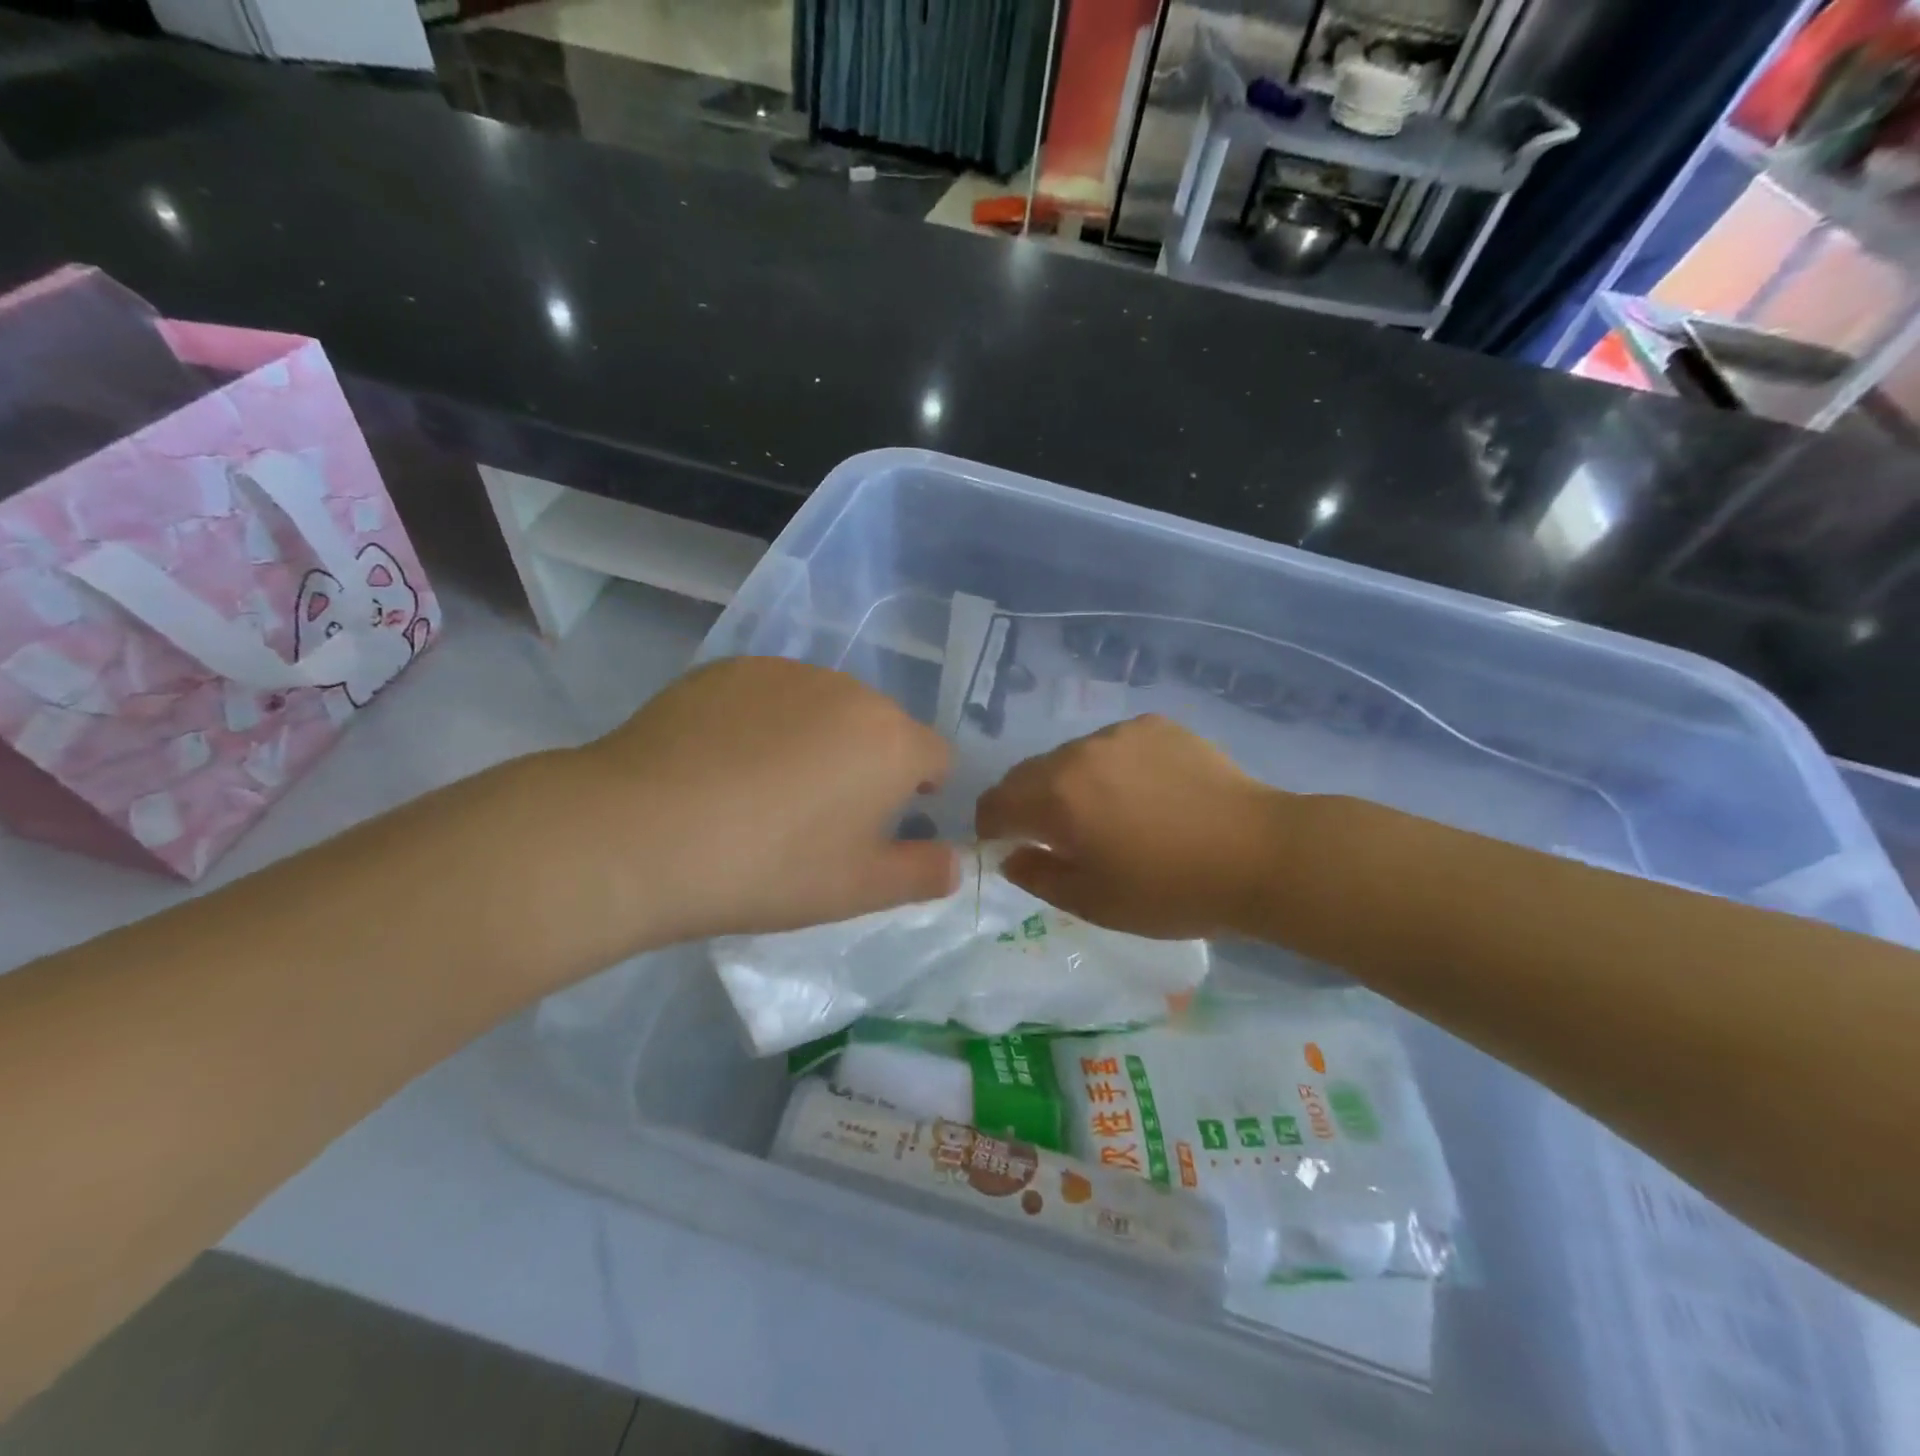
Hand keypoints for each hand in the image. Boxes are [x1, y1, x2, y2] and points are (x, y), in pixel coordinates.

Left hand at [569, 657, 956, 947]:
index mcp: (891, 741)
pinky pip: (768, 696)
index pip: (936, 756)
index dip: (923, 790)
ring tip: (764, 789)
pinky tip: (721, 764)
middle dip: (867, 763)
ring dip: (817, 738)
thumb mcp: (857, 889)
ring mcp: (784, 672)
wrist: (642, 833)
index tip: (889, 822)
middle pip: (879, 726)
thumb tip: (955, 862)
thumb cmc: (769, 868)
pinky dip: (763, 723)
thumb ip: (921, 874)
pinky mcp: (727, 669)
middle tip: (821, 816)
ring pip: (823, 707)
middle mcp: (848, 691)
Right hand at [975, 714, 1288, 939]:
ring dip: (1073, 783)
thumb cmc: (1171, 890)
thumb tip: (1011, 855)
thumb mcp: (1094, 902)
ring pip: (1072, 757)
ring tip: (1111, 814)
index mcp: (1056, 797)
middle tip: (1060, 838)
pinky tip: (1148, 794)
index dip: (992, 827)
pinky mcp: (1156, 726)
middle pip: (1030, 774)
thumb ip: (1037, 877)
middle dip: (1030, 805)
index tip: (1008, 848)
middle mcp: (1079, 753)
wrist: (1259, 854)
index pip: (996, 803)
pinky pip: (1114, 745)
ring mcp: (1120, 733)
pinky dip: (1113, 768)